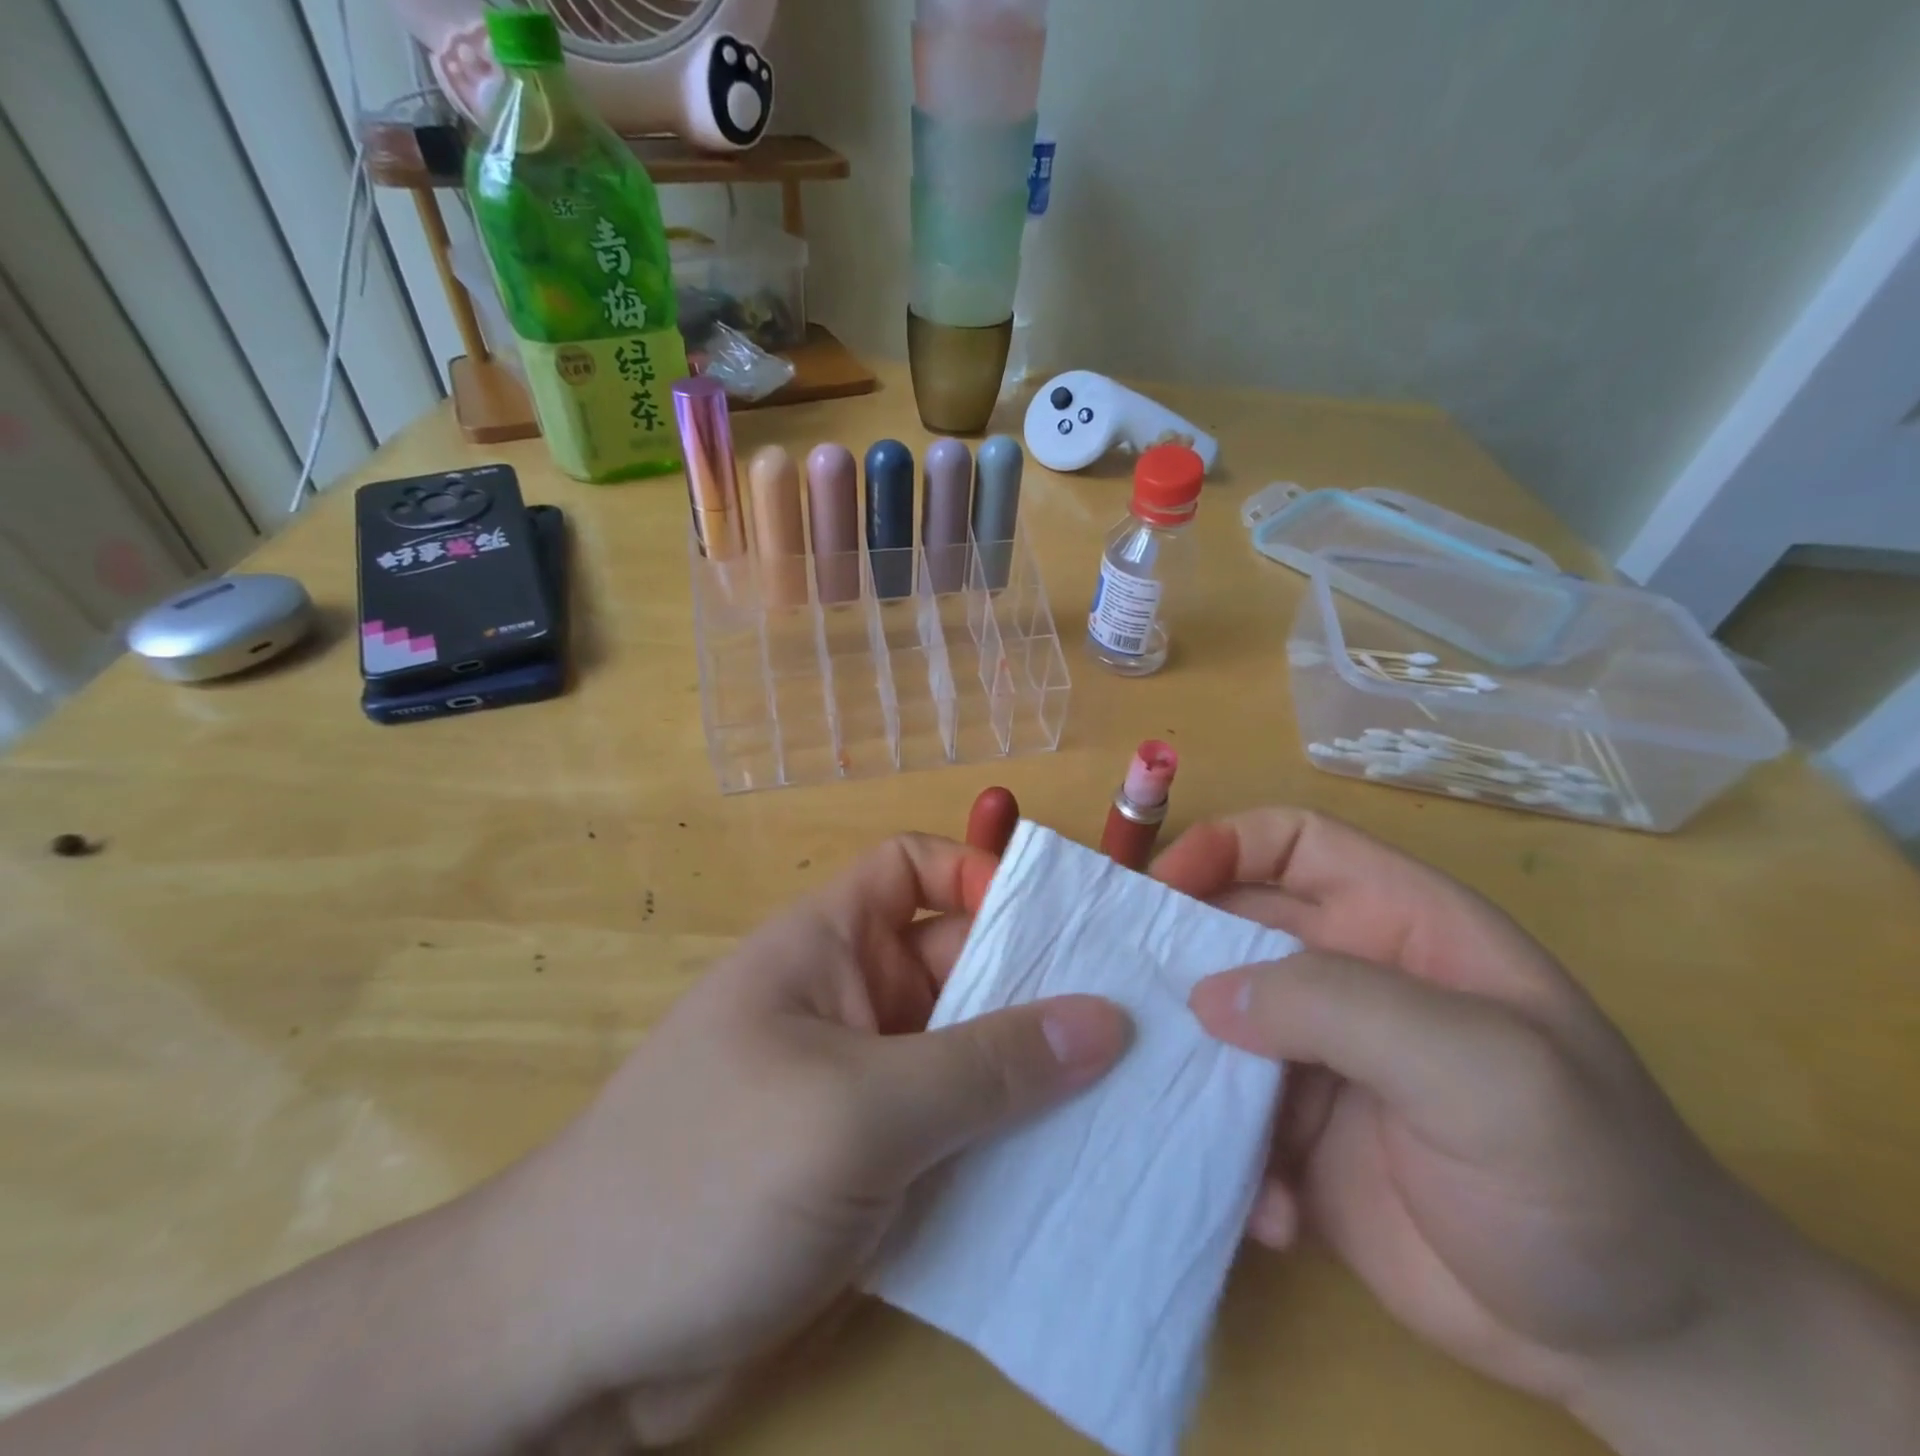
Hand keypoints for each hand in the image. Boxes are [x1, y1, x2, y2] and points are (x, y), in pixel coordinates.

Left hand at [477, 833, 1130, 1446]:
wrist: (573, 1344)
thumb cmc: (706, 1179)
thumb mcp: (856, 1110)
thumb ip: (984, 1065)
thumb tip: (1106, 1020)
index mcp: (831, 945)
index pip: (915, 869)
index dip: (983, 876)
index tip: (1066, 926)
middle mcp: (854, 1001)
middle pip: (963, 965)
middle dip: (1042, 987)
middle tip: (1152, 1021)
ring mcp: (866, 1087)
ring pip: (973, 1057)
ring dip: (1041, 1079)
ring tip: (1144, 1100)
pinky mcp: (876, 1168)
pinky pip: (962, 1135)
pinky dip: (1014, 1148)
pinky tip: (1086, 1178)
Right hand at [1155, 807, 1919, 1453]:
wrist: (1646, 1349)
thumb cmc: (1585, 1175)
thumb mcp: (1485, 1072)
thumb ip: (1344, 1009)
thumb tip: (1207, 996)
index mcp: (1394, 924)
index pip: (1291, 843)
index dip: (1222, 846)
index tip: (1161, 890)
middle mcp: (1346, 976)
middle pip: (1230, 927)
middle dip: (1177, 954)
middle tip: (1124, 998)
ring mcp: (1316, 1055)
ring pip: (1213, 1019)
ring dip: (1188, 1060)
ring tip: (1170, 1106)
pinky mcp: (1296, 1133)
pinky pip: (1226, 1111)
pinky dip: (1226, 1149)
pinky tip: (1271, 1210)